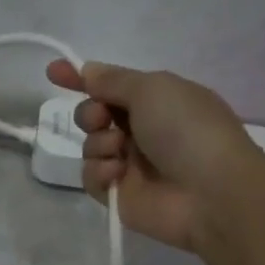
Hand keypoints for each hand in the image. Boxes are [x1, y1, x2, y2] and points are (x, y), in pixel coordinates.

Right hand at [45, 59, 261, 251]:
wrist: (210, 192)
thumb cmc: (187, 130)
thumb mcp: (152, 88)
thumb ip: (113, 80)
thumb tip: (88, 70)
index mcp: (157, 100)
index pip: (111, 85)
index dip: (82, 78)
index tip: (54, 73)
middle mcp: (143, 130)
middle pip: (94, 115)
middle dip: (90, 113)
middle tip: (102, 120)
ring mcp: (131, 164)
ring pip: (90, 146)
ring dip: (98, 144)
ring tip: (119, 152)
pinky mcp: (120, 195)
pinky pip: (92, 177)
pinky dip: (99, 172)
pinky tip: (116, 175)